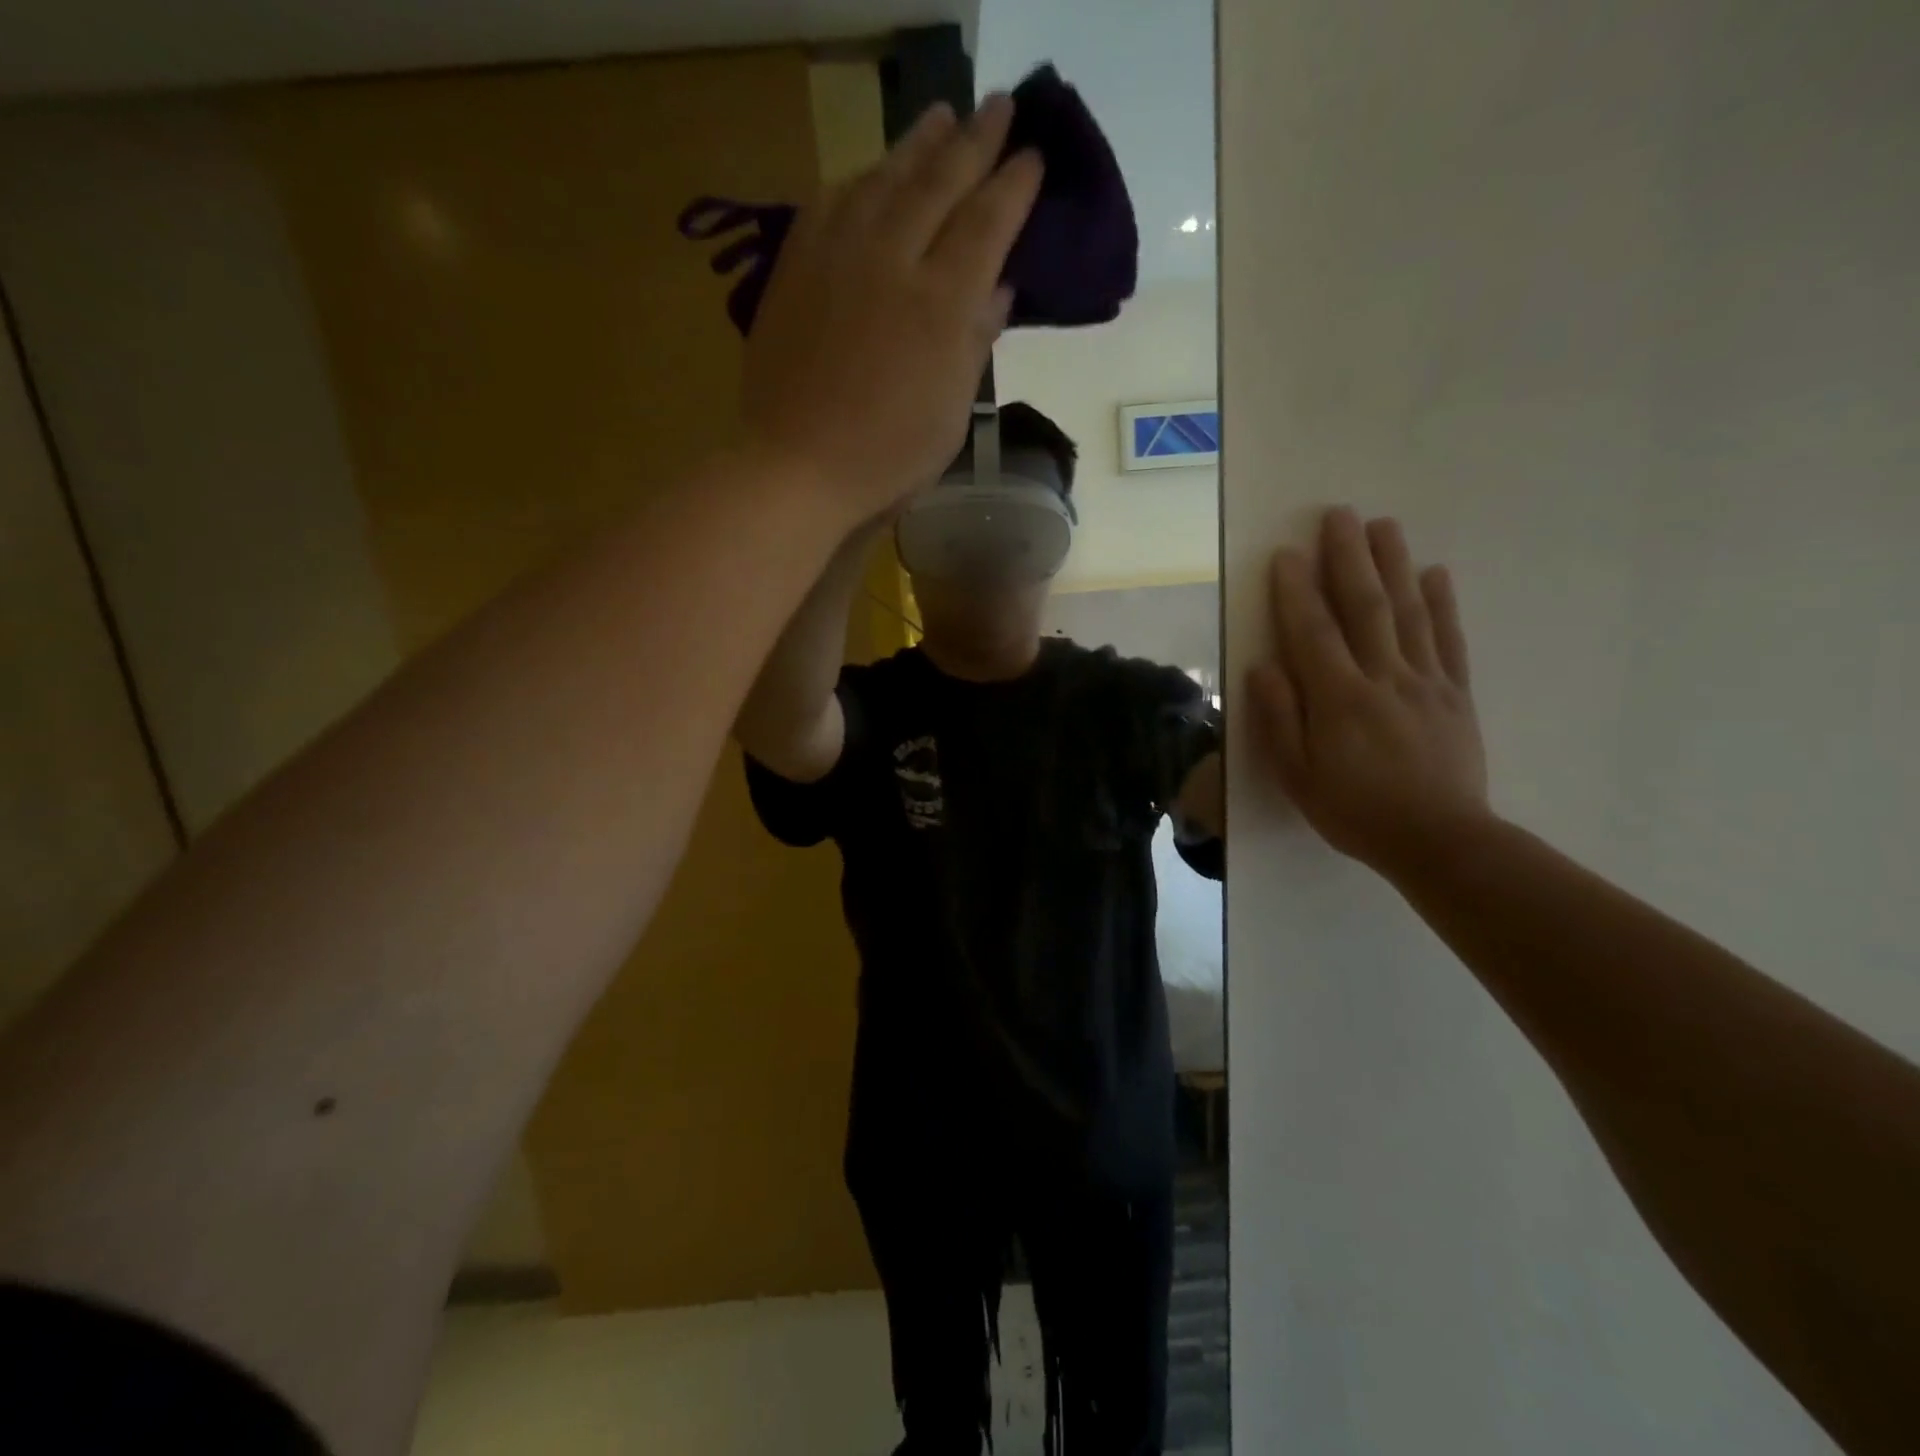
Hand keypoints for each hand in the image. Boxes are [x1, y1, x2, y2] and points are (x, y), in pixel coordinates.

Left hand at [741, 95, 1043, 526]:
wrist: (796, 467)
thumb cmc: (887, 458)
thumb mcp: (950, 414)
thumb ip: (975, 343)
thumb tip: (999, 289)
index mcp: (941, 304)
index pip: (987, 223)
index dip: (1014, 186)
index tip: (1034, 157)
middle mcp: (891, 260)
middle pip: (940, 182)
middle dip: (975, 141)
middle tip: (998, 108)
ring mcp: (837, 256)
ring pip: (884, 177)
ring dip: (917, 143)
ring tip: (941, 119)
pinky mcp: (796, 265)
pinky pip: (832, 199)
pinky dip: (861, 177)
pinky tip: (872, 172)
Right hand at [1248, 508, 1490, 876]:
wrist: (1439, 841)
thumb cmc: (1354, 811)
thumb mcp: (1296, 776)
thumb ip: (1279, 719)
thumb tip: (1262, 667)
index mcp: (1338, 699)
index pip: (1313, 632)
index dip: (1297, 591)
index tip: (1286, 553)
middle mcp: (1383, 678)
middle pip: (1364, 607)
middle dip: (1349, 558)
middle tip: (1340, 514)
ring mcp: (1425, 681)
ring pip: (1408, 612)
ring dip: (1394, 564)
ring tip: (1384, 525)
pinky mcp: (1456, 694)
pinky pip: (1448, 639)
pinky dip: (1442, 603)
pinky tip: (1435, 573)